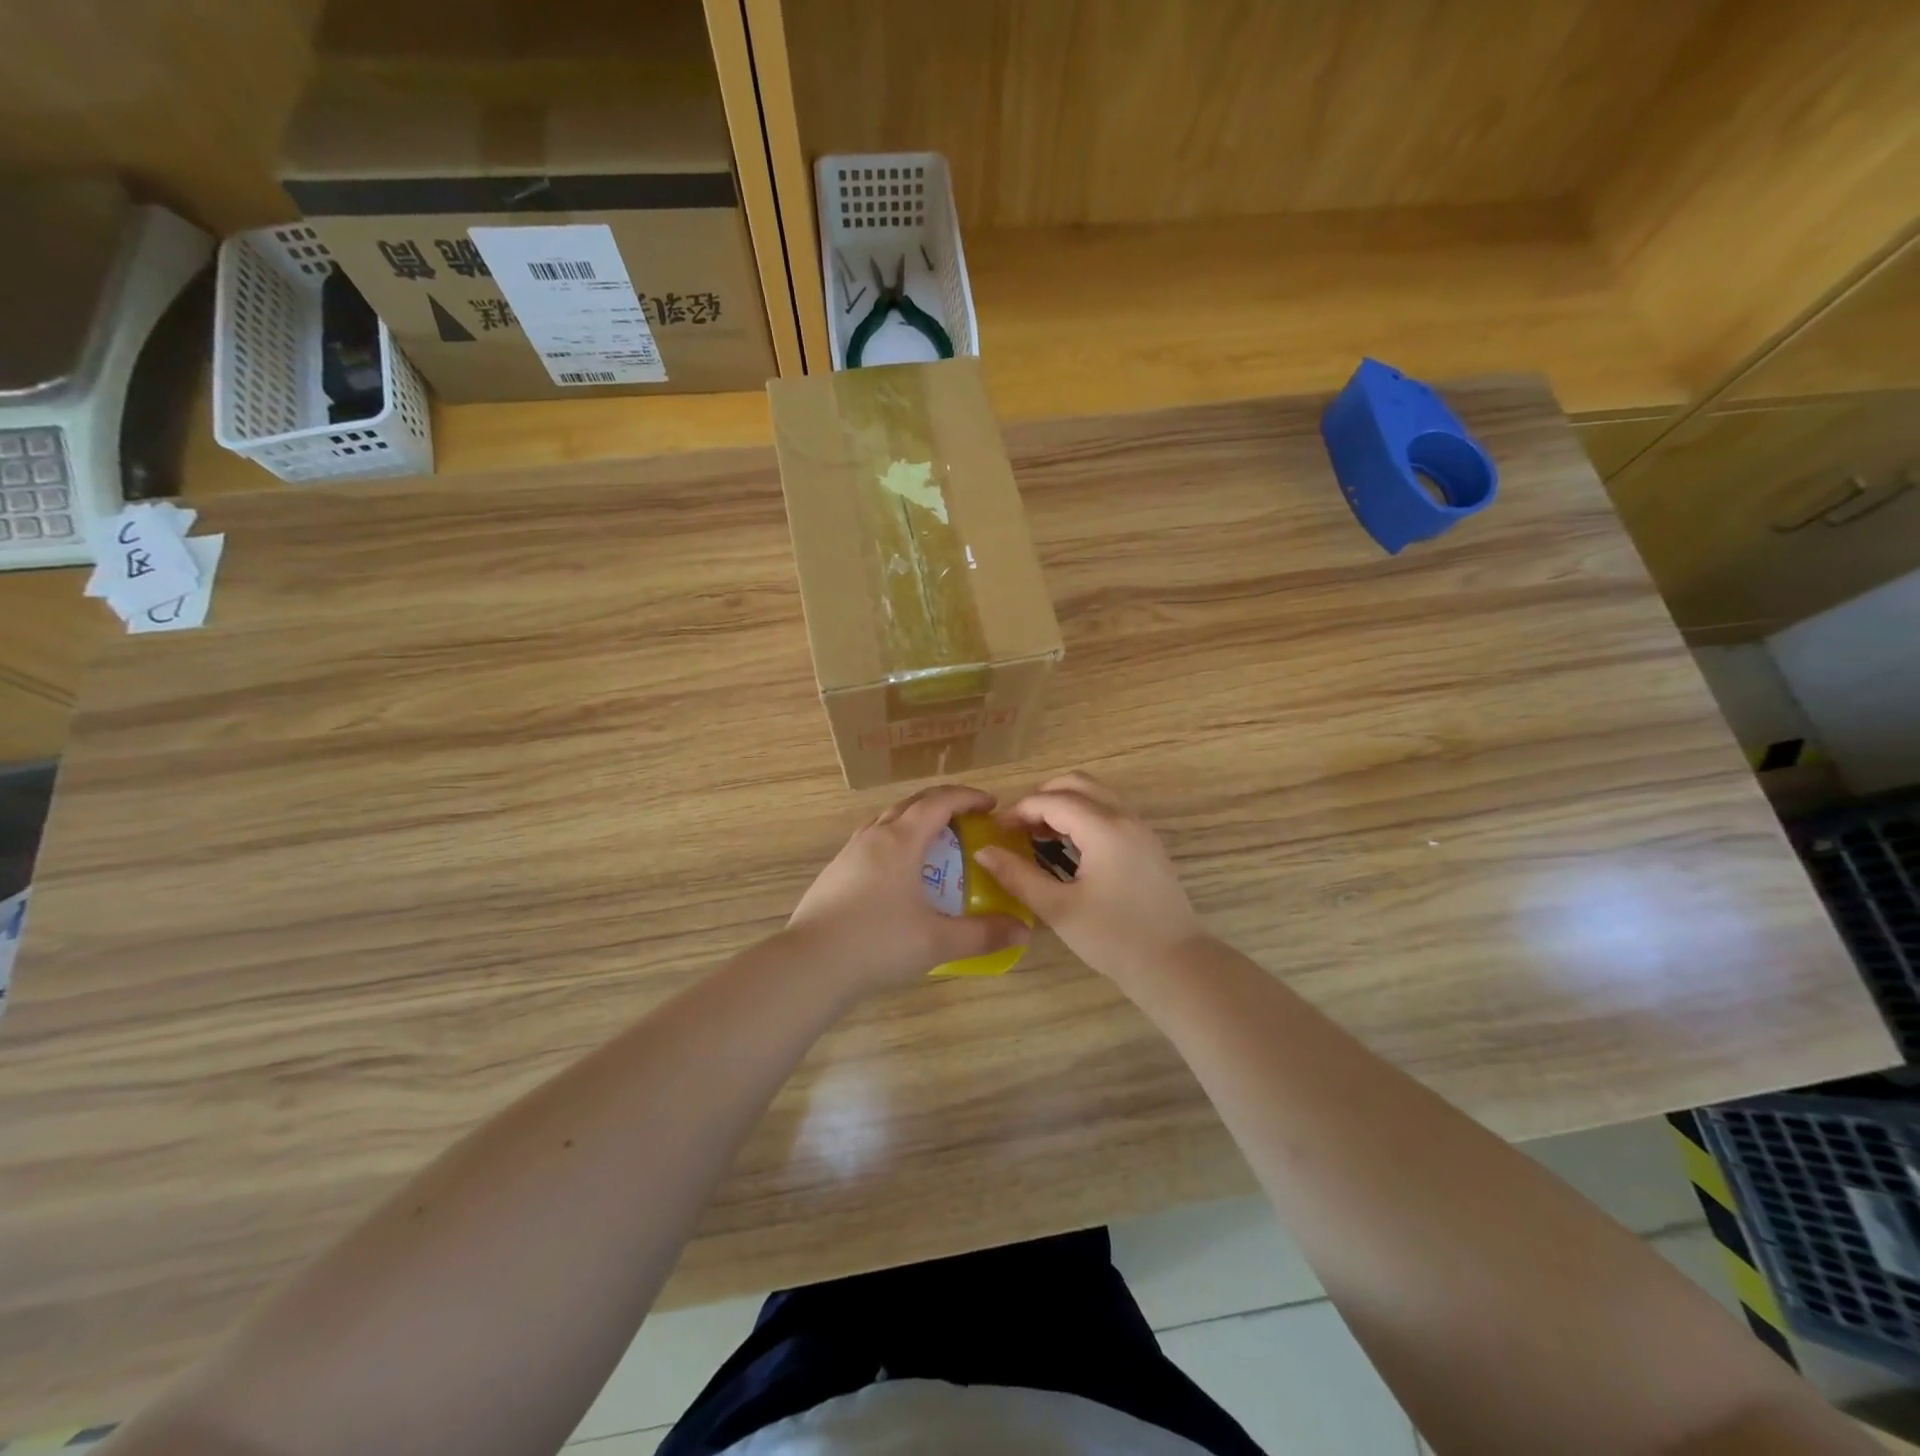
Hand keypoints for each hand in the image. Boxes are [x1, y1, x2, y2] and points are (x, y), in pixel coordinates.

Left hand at [786, 784, 1031, 996]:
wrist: (810, 964)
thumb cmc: (878, 943)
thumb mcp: (937, 941)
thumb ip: (983, 934)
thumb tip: (1023, 929)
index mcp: (900, 841)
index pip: (939, 802)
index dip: (967, 797)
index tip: (991, 804)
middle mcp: (873, 836)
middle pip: (911, 804)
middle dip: (943, 804)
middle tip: (968, 819)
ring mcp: (849, 853)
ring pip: (886, 821)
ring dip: (914, 821)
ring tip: (934, 843)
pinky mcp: (833, 873)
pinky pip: (871, 842)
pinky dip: (894, 842)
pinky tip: (898, 874)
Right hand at [974, 771, 1207, 990]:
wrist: (1175, 964)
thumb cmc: (1114, 938)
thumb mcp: (1059, 909)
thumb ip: (1018, 876)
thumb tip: (984, 852)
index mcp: (1104, 829)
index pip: (1052, 801)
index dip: (1020, 810)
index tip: (997, 831)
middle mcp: (1125, 817)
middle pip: (1076, 783)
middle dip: (1042, 798)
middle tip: (1018, 827)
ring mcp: (1140, 829)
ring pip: (1096, 794)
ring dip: (1064, 804)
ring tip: (1039, 835)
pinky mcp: (1147, 844)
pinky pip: (1110, 810)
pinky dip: (1084, 815)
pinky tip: (1068, 847)